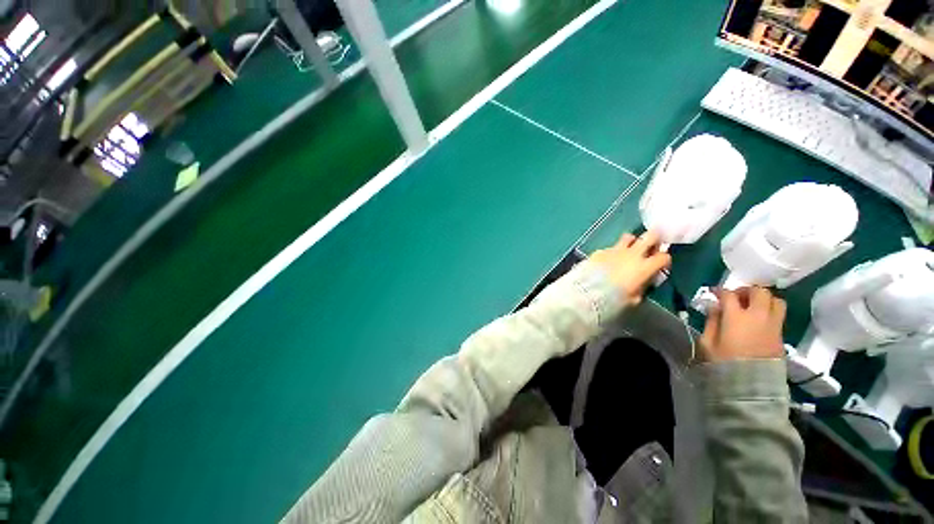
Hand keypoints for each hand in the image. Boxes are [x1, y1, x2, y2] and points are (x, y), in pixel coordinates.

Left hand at [589, 231, 671, 305]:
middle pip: (650, 236)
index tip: (660, 266)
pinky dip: (612, 253)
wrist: (588, 292)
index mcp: (644, 267)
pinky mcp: (600, 251)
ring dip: (632, 242)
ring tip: (628, 251)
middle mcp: (632, 254)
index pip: (664, 257)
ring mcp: (615, 250)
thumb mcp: (634, 298)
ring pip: (629, 237)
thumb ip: (642, 286)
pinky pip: (610, 248)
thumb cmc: (614, 299)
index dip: (664, 261)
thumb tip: (643, 281)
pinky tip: (607, 261)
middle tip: (651, 246)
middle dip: (654, 239)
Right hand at [700, 287, 785, 361]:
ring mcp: (773, 326)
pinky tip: (759, 320)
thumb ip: (711, 321)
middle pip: (759, 292)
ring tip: (753, 305)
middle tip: (737, 296)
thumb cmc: (723, 362)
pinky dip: (770, 311)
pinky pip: (779, 316)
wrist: (750, 385)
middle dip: (747, 290)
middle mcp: (758, 316)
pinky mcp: (781, 336)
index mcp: (736, 317)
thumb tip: (714, 307)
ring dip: (764, 299)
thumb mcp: (708, 342)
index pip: (729, 294)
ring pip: (776, 301)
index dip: (720, 291)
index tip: (714, 292)